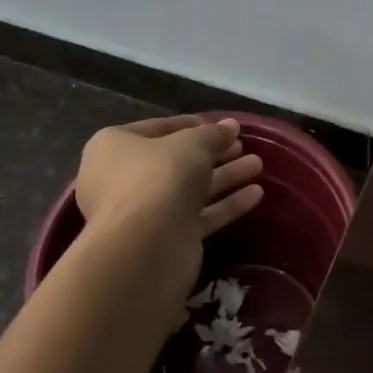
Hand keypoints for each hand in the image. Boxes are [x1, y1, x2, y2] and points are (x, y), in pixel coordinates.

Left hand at [73, 116, 264, 315]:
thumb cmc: (159, 178)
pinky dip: (225, 204)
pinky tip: (256, 194)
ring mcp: (145, 211)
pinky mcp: (167, 237)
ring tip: (258, 165)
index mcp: (115, 147)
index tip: (223, 126)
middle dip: (213, 153)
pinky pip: (199, 215)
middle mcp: (123, 178)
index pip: (158, 128)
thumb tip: (231, 126)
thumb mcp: (191, 144)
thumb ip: (213, 134)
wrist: (145, 247)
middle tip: (242, 145)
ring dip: (225, 176)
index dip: (193, 125)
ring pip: (190, 188)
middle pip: (176, 161)